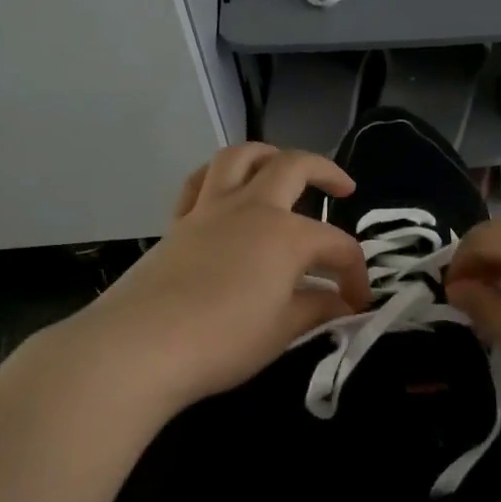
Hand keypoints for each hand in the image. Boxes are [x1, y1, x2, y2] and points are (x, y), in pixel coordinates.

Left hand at [62, 143, 371, 416]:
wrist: (142, 346)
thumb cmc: (223, 341)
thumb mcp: (283, 330)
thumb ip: (317, 309)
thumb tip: (341, 303)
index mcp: (286, 235)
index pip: (337, 247)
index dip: (356, 275)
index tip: (358, 304)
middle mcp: (251, 208)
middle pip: (293, 167)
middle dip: (326, 172)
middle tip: (344, 189)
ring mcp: (209, 210)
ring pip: (239, 157)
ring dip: (268, 154)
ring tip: (282, 167)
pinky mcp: (177, 224)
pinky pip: (198, 182)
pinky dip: (218, 177)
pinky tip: (227, 192)